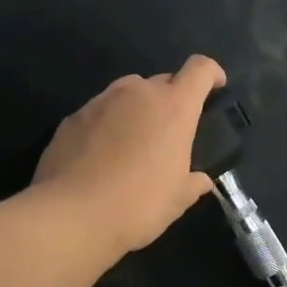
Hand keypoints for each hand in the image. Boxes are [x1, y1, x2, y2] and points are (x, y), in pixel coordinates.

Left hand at [33, 56, 226, 256]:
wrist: (70, 216)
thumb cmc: (138, 204)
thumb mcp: (177, 199)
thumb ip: (193, 183)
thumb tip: (201, 181)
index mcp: (174, 107)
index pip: (200, 69)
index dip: (211, 73)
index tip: (216, 86)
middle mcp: (138, 94)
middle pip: (163, 81)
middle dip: (171, 99)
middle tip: (170, 132)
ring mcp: (101, 101)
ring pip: (128, 94)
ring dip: (137, 110)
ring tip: (134, 143)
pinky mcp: (72, 117)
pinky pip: (100, 112)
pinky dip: (108, 125)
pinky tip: (102, 156)